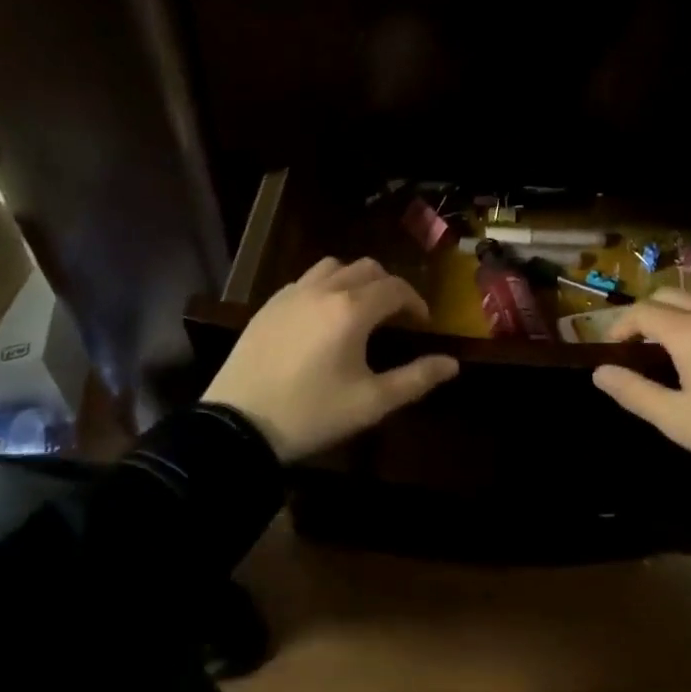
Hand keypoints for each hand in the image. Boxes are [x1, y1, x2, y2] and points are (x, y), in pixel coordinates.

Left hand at [201, 257, 459, 461]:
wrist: (237, 424)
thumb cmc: (312, 413)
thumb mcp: (371, 402)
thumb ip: (416, 379)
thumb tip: (452, 364)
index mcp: (353, 309)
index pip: (396, 288)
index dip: (415, 302)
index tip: (422, 324)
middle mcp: (324, 289)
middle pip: (368, 268)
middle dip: (388, 286)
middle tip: (396, 316)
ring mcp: (292, 293)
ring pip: (334, 266)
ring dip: (355, 279)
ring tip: (359, 308)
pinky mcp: (268, 305)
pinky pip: (306, 280)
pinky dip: (325, 286)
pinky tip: (322, 316)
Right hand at [591, 288, 690, 504]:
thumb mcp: (676, 420)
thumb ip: (633, 392)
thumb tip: (599, 372)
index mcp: (688, 332)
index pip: (642, 312)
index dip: (620, 325)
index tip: (612, 348)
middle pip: (668, 294)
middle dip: (645, 311)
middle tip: (637, 342)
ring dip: (677, 305)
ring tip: (672, 335)